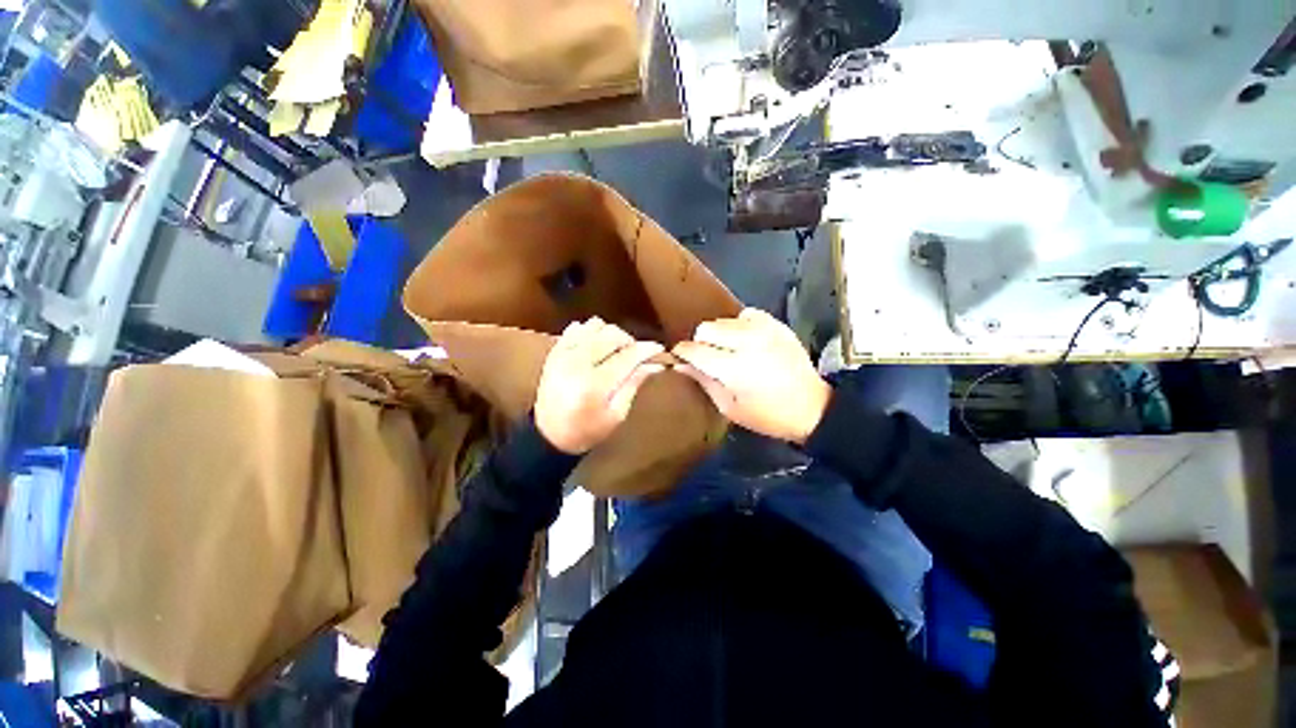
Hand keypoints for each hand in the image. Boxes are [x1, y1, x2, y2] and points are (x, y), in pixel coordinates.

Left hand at [535, 318, 665, 453]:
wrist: (549, 435)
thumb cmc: (587, 430)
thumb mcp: (617, 414)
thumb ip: (634, 384)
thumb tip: (654, 364)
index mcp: (595, 384)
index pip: (627, 356)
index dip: (646, 349)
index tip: (659, 349)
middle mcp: (578, 363)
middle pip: (612, 334)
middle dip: (629, 341)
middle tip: (635, 354)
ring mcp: (563, 354)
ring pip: (594, 326)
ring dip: (610, 334)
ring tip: (615, 350)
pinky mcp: (555, 352)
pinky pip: (576, 328)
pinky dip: (590, 332)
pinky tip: (596, 345)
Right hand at [673, 308, 830, 443]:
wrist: (812, 406)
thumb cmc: (767, 415)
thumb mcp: (730, 408)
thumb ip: (704, 381)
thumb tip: (681, 364)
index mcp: (734, 368)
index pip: (695, 350)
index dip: (682, 352)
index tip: (678, 357)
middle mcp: (747, 342)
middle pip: (706, 328)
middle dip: (701, 343)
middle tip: (709, 358)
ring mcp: (764, 330)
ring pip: (724, 320)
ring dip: (720, 335)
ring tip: (729, 351)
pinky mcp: (776, 325)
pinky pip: (746, 314)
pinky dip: (740, 325)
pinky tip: (746, 340)